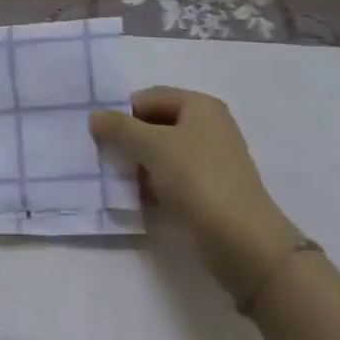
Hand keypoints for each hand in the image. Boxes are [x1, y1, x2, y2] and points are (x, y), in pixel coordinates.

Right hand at [90, 87, 302, 303]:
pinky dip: (157, 185)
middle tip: (107, 159)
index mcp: (200, 105)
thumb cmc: (197, 179)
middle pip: (157, 125)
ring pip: (165, 154)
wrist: (244, 242)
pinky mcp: (214, 191)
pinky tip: (142, 201)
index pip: (150, 97)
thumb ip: (120, 128)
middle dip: (131, 141)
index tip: (100, 136)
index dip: (123, 113)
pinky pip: (176, 178)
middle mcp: (209, 126)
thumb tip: (95, 116)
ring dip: (142, 166)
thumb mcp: (153, 146)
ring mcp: (214, 160)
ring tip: (122, 184)